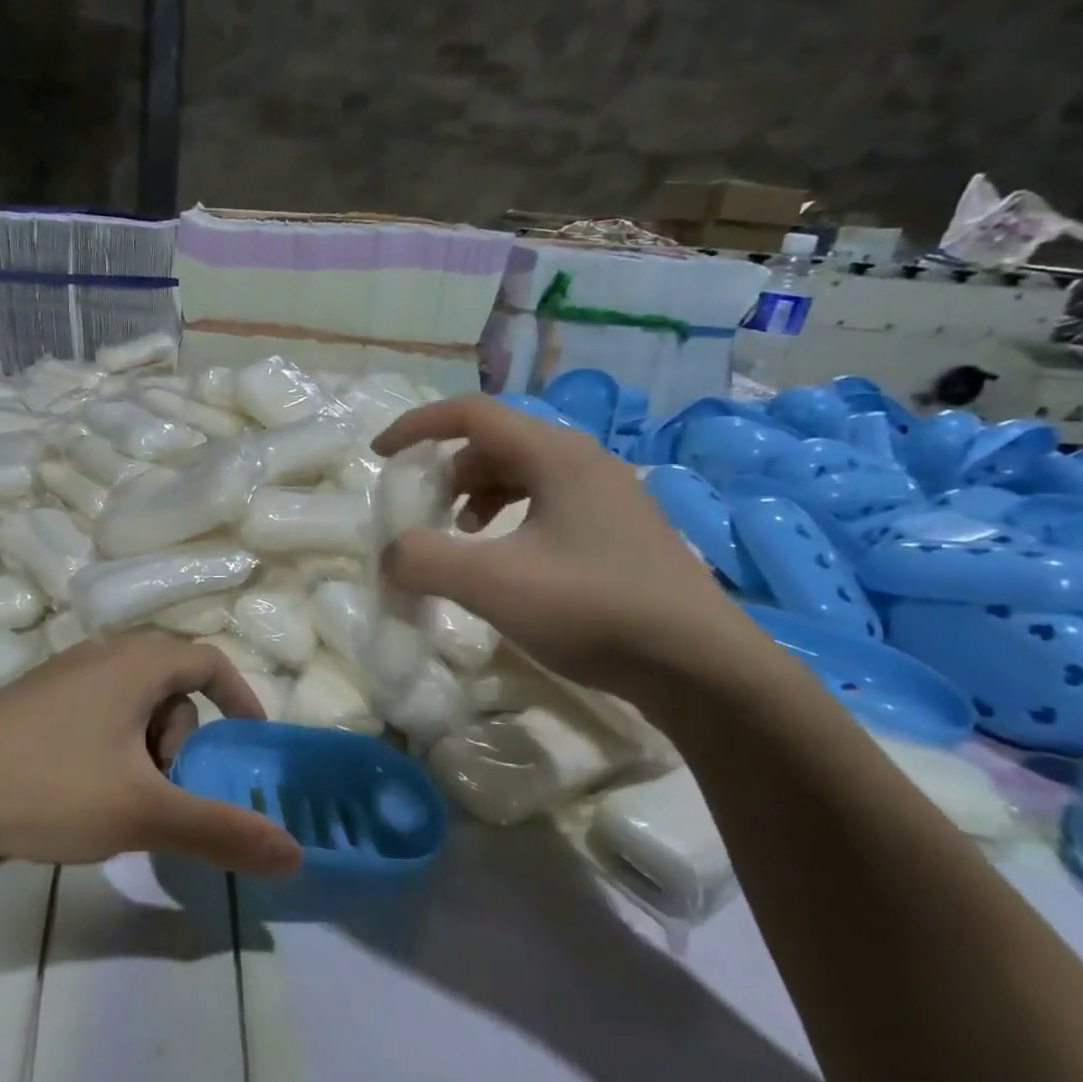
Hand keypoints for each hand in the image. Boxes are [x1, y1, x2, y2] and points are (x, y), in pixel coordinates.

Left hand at [0, 634, 302, 878]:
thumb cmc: (48, 785)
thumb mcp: (143, 812)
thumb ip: (221, 832)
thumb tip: (295, 855)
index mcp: (137, 663)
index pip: (210, 662)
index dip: (240, 699)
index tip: (249, 745)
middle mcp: (103, 655)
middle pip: (171, 690)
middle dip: (182, 742)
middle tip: (164, 794)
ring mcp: (63, 675)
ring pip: (132, 706)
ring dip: (145, 751)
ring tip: (120, 803)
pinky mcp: (32, 701)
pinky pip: (97, 715)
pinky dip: (111, 749)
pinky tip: (81, 794)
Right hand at [373, 395, 759, 694]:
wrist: (702, 667)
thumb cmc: (594, 609)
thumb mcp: (493, 584)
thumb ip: (424, 560)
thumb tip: (390, 555)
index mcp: (555, 454)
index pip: (471, 414)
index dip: (417, 427)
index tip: (380, 455)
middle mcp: (584, 461)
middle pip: (495, 442)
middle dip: (447, 470)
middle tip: (423, 510)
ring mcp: (608, 495)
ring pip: (522, 472)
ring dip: (478, 494)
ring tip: (463, 535)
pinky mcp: (618, 530)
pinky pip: (547, 502)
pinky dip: (510, 517)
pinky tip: (508, 560)